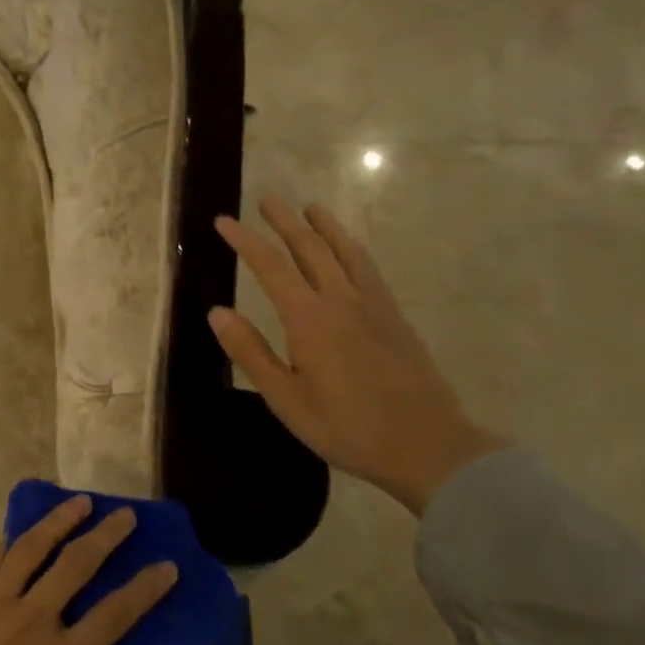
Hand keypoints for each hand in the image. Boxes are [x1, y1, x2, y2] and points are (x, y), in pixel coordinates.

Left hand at [0, 498, 176, 644]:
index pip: (114, 616)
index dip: (145, 589)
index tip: (167, 565)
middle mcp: (28, 622)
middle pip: (76, 565)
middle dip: (106, 536)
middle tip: (125, 515)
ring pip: (31, 548)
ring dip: (59, 522)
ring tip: (80, 503)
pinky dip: (10, 544)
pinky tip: (21, 533)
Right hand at [210, 196, 504, 515]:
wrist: (427, 446)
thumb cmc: (347, 428)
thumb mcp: (286, 399)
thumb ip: (251, 352)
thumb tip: (217, 311)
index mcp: (309, 319)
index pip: (270, 266)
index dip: (245, 240)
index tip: (224, 221)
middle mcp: (341, 300)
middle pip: (309, 248)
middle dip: (284, 220)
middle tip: (266, 198)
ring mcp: (373, 305)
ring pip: (344, 251)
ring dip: (324, 225)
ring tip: (310, 207)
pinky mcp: (394, 316)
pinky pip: (369, 267)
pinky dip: (352, 247)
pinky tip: (349, 248)